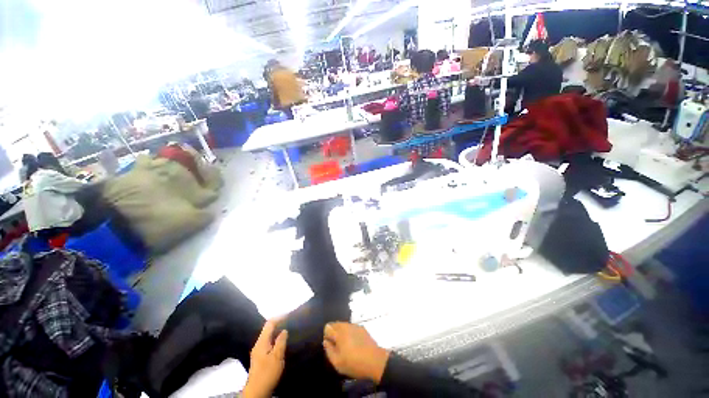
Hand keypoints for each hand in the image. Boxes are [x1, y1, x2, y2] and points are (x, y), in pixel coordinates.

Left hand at [243, 318, 287, 397]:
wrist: (257, 392)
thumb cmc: (267, 373)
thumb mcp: (277, 357)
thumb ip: (281, 341)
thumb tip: (284, 330)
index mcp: (261, 342)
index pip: (269, 324)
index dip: (279, 318)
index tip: (289, 314)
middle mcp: (258, 344)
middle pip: (268, 329)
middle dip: (278, 323)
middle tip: (289, 321)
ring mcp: (258, 351)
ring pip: (268, 336)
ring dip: (277, 331)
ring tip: (287, 329)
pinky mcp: (260, 358)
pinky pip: (269, 343)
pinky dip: (275, 339)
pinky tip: (281, 342)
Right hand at [323, 322, 388, 383]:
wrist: (375, 361)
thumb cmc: (354, 363)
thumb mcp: (337, 362)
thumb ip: (329, 350)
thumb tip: (325, 341)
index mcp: (339, 333)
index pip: (328, 326)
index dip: (326, 335)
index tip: (329, 345)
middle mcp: (346, 325)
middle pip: (335, 324)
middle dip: (333, 332)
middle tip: (336, 346)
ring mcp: (355, 326)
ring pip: (344, 325)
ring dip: (341, 332)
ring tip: (345, 345)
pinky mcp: (362, 328)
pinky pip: (351, 327)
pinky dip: (349, 332)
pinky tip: (353, 343)